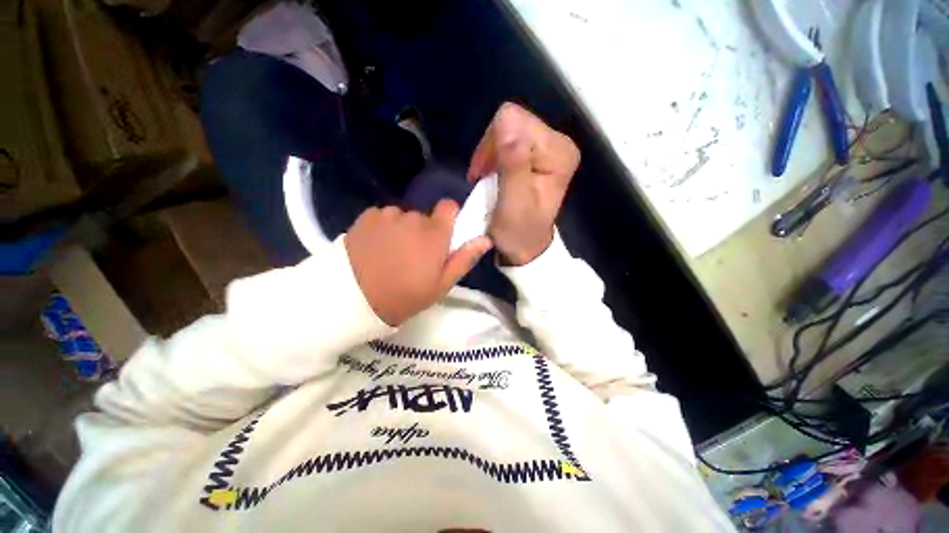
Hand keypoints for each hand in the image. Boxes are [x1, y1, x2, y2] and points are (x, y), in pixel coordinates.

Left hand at [345, 200, 492, 325]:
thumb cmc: (404, 296)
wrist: (352, 299)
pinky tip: (374, 247)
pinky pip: (383, 217)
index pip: (449, 206)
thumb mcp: (441, 285)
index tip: (443, 235)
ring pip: (403, 217)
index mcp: (434, 234)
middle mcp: (413, 217)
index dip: (449, 218)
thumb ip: (464, 259)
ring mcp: (387, 215)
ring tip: (390, 254)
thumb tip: (486, 239)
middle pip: (424, 217)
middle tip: (413, 256)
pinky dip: (383, 228)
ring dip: (402, 230)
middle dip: (423, 232)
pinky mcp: (366, 216)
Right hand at [468, 103, 579, 265]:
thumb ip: (513, 165)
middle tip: (482, 177)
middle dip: (491, 149)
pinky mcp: (538, 153)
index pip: (515, 121)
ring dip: (490, 154)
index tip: (483, 174)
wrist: (526, 246)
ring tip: (486, 179)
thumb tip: (506, 121)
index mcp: (558, 152)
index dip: (492, 145)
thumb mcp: (514, 204)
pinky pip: (508, 140)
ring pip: (507, 129)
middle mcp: (558, 142)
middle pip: (511, 121)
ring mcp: (549, 146)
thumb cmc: (519, 231)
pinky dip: (494, 157)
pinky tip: (492, 175)